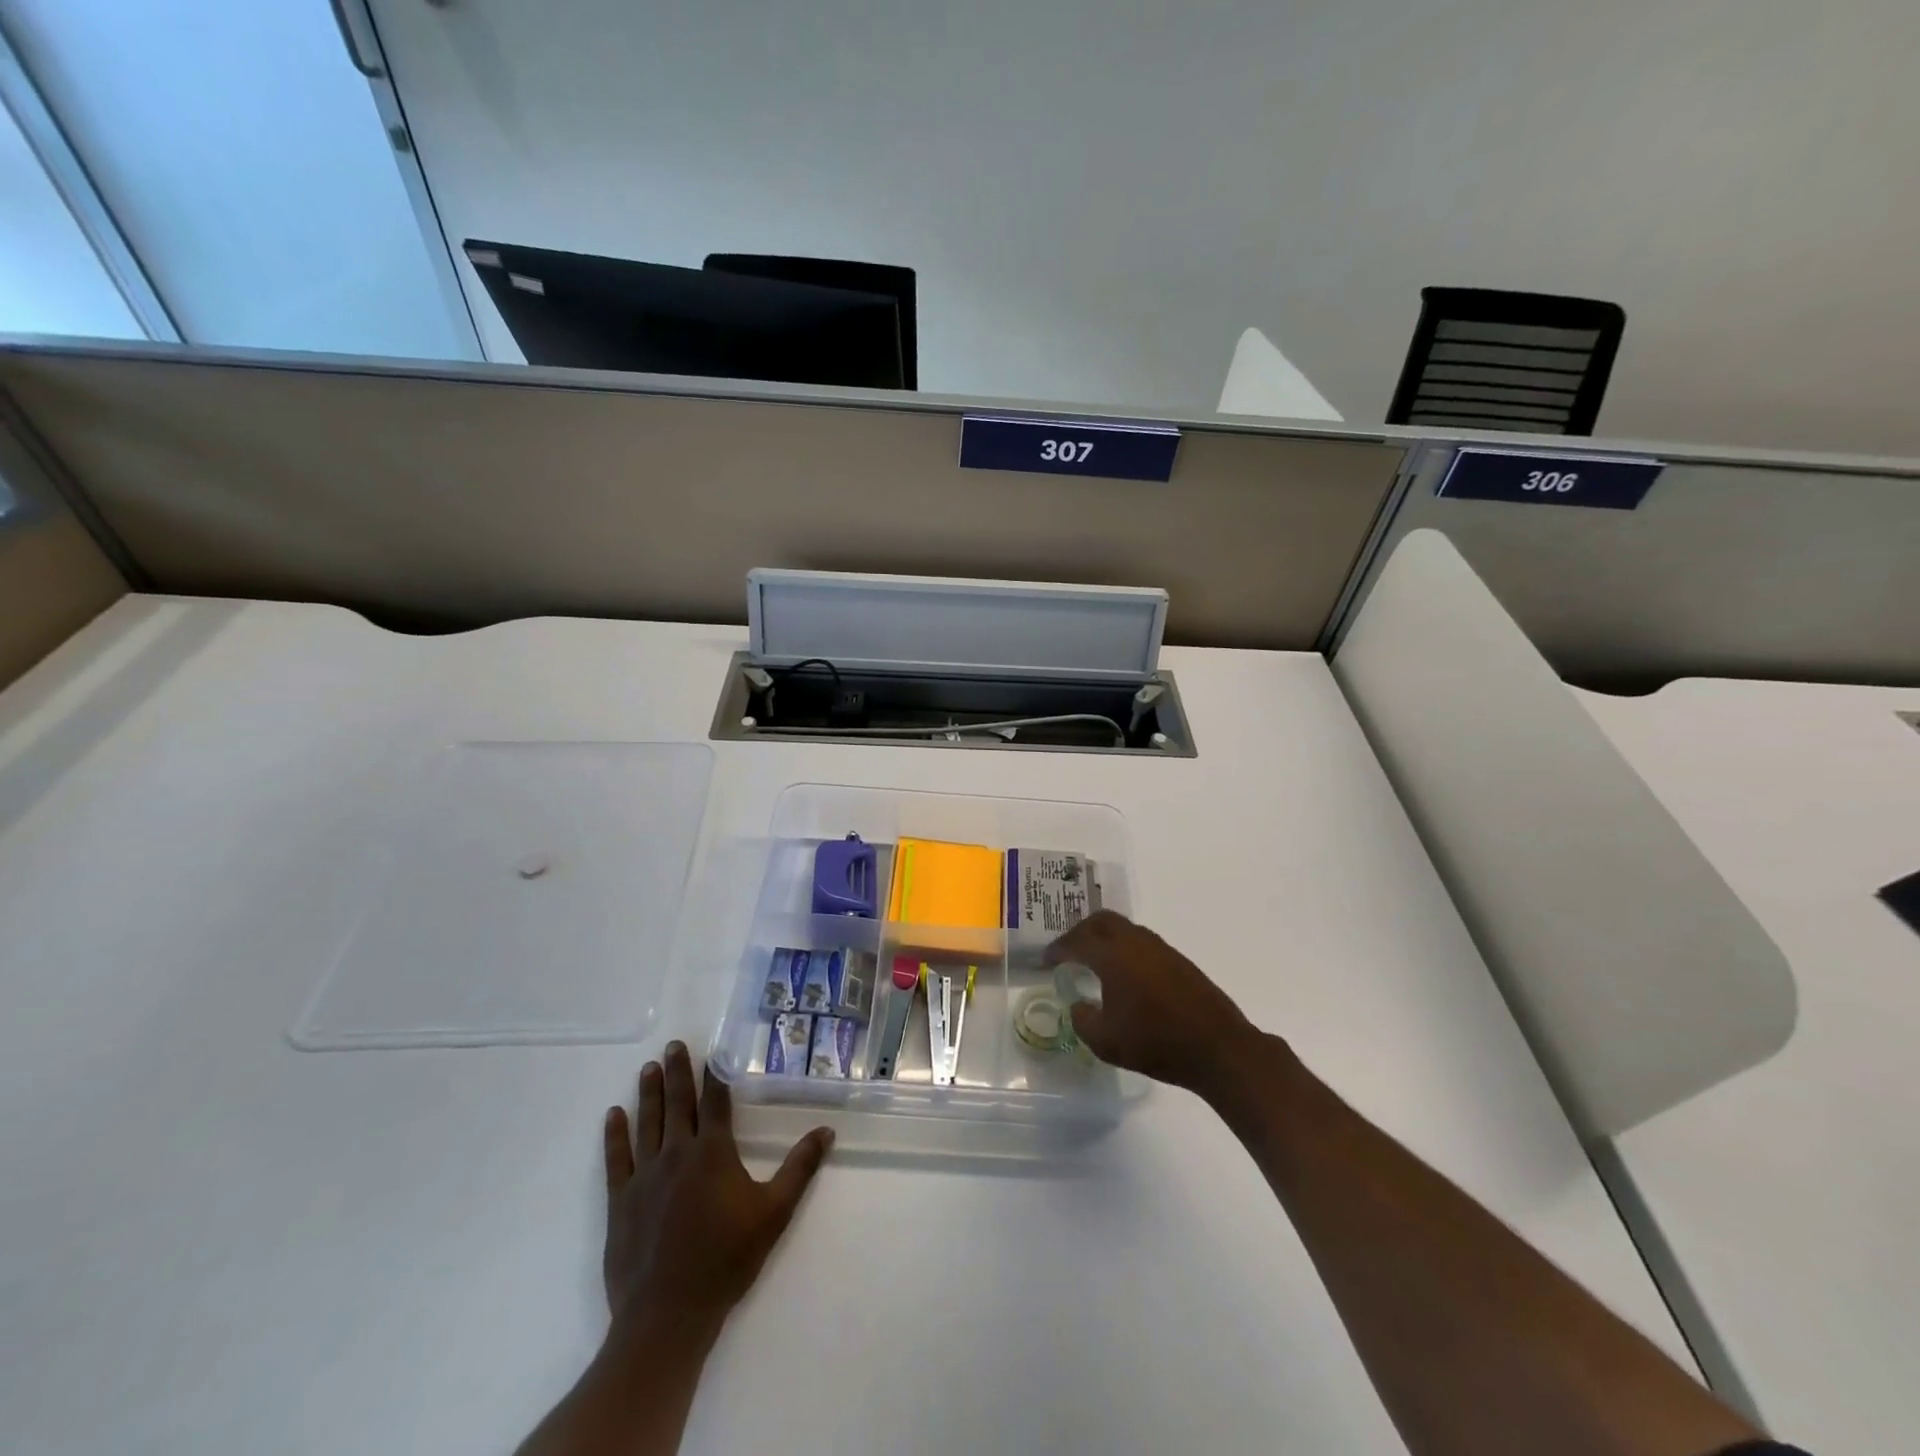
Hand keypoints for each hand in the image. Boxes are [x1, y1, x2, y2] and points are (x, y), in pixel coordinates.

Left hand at [601, 1042, 833, 1336]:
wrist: (668, 1314)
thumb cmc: (726, 1259)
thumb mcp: (774, 1213)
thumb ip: (800, 1169)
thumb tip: (826, 1131)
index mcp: (713, 1152)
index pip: (715, 1102)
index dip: (714, 1075)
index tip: (711, 1052)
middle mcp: (677, 1153)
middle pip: (678, 1104)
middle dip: (677, 1072)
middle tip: (672, 1045)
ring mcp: (645, 1176)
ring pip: (647, 1124)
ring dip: (649, 1094)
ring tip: (648, 1068)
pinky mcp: (621, 1201)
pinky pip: (617, 1159)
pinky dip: (615, 1135)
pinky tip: (613, 1115)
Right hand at [1045, 911, 1257, 1093]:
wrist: (1218, 1048)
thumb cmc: (1156, 1043)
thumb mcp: (1106, 1041)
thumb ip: (1083, 1020)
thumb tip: (1078, 1005)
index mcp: (1113, 955)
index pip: (1077, 941)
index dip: (1057, 949)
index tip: (1046, 960)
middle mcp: (1135, 942)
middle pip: (1101, 921)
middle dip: (1080, 932)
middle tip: (1068, 951)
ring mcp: (1160, 949)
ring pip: (1124, 929)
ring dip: (1105, 938)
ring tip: (1094, 961)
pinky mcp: (1178, 961)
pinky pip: (1141, 942)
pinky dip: (1124, 949)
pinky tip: (1125, 974)